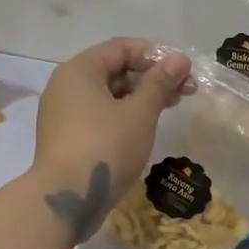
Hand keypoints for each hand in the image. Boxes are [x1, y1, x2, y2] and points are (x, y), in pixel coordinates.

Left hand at [31, 39, 191, 242]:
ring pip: (108, 95)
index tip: (183, 71)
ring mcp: (63, 114)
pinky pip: (98, 116)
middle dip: (151, 78)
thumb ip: (159, 83)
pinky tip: (144, 128)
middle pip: (114, 70)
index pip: (121, 48)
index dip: (155, 55)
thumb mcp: (139, 113)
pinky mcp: (66, 138)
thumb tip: (178, 58)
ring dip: (140, 98)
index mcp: (79, 71)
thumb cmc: (105, 148)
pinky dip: (123, 116)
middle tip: (185, 91)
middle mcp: (66, 86)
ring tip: (171, 108)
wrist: (66, 200)